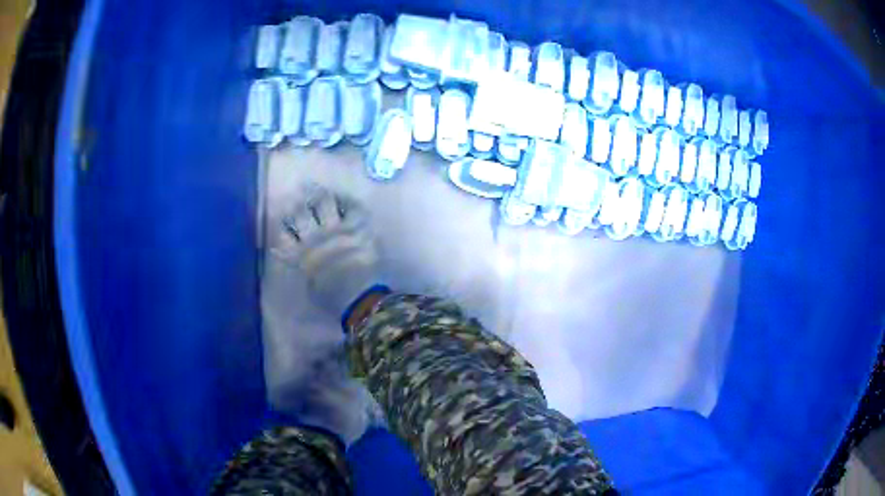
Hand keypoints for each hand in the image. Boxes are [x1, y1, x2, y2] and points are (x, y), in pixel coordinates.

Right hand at [274, 186, 381, 318]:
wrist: (359, 297)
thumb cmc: (333, 299)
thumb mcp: (310, 286)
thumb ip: (300, 267)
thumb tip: (288, 254)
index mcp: (301, 256)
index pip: (283, 235)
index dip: (283, 226)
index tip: (284, 221)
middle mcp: (314, 238)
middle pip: (300, 213)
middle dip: (298, 206)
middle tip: (301, 201)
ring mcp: (335, 229)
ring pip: (323, 202)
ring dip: (321, 197)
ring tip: (320, 193)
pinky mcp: (356, 226)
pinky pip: (351, 207)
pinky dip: (348, 202)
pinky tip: (346, 201)